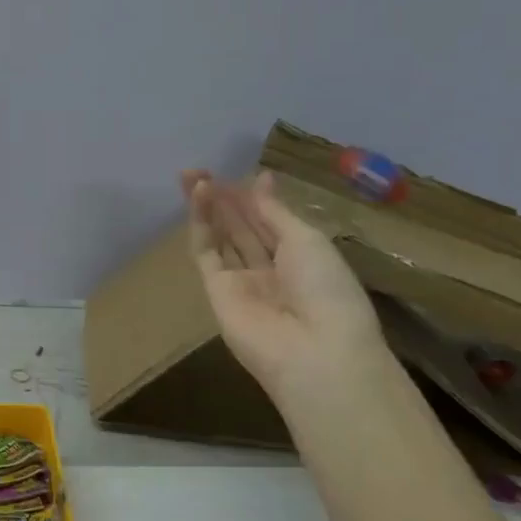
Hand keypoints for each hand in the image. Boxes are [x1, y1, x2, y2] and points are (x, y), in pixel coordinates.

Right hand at [180, 169, 383, 393]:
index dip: (256, 198)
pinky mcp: (216, 291)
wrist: (314, 351)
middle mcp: (270, 269)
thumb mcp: (307, 241)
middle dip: (225, 199)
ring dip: (208, 207)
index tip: (244, 174)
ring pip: (221, 237)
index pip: (272, 222)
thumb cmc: (327, 290)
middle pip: (242, 228)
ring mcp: (242, 281)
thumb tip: (260, 180)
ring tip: (193, 176)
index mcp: (302, 258)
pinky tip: (198, 197)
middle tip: (202, 169)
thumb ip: (275, 211)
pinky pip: (206, 253)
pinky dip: (200, 225)